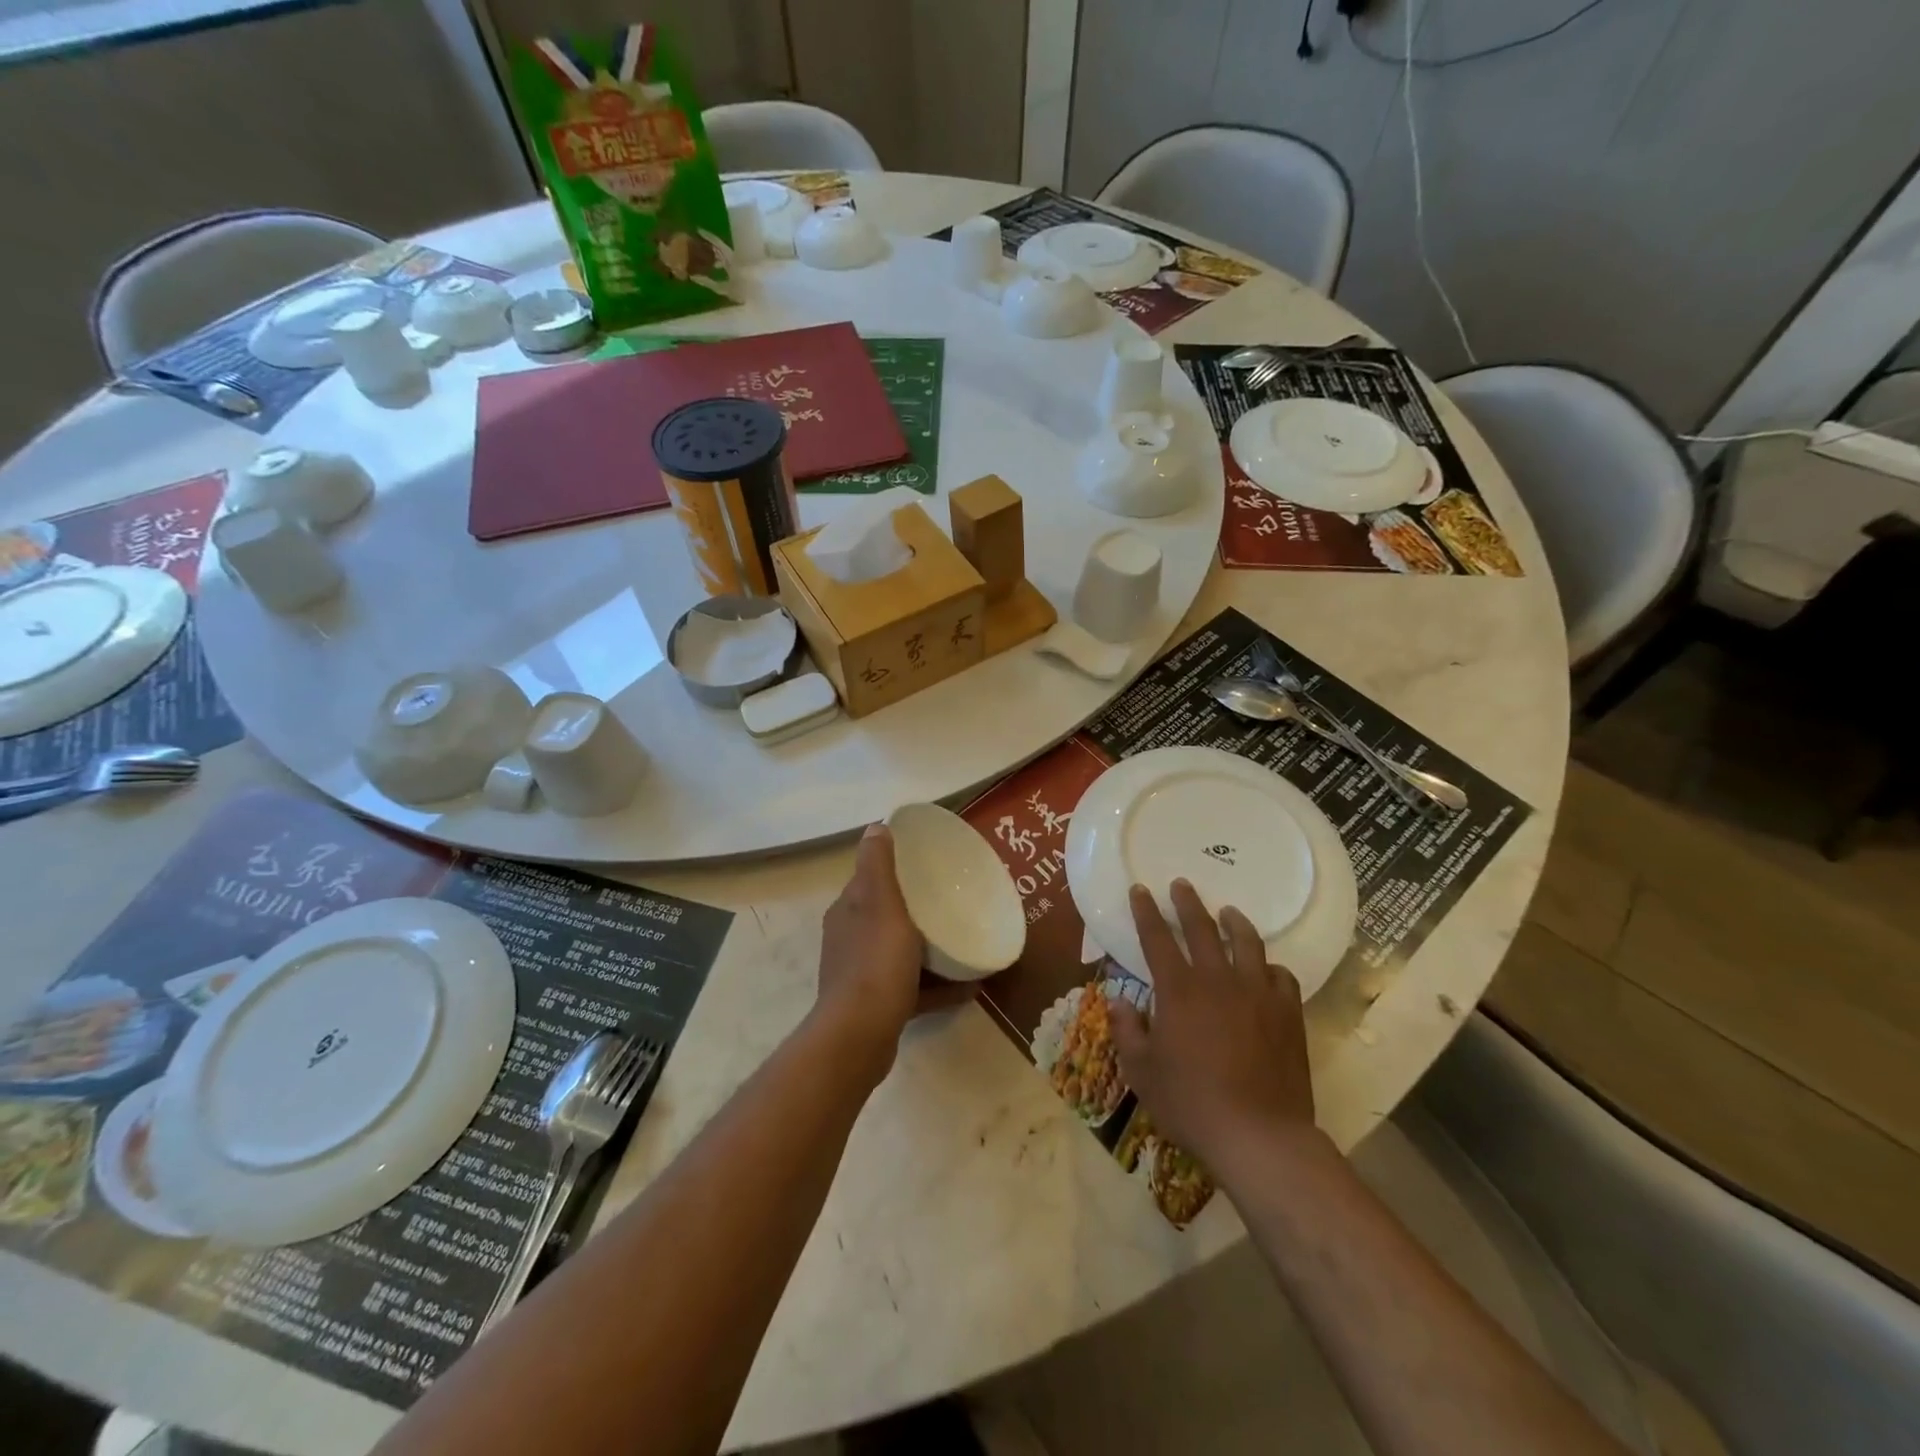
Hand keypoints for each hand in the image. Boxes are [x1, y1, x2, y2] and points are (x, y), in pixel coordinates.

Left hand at [814, 824, 971, 1080]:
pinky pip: (912, 987)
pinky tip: (969, 985)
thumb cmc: (875, 962)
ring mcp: (862, 975)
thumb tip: (875, 826)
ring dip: (930, 947)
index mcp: (848, 911)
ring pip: (900, 952)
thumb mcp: (880, 903)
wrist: (860, 1036)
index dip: (896, 869)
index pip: (870, 880)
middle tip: (953, 902)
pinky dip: (937, 985)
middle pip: (887, 915)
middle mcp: (850, 939)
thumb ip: (877, 865)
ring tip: (964, 940)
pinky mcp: (877, 1006)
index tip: (929, 865)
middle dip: (917, 908)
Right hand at [1111, 880, 1315, 1176]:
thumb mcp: (1142, 1072)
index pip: (1157, 938)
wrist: (1259, 1136)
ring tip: (1228, 912)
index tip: (1140, 890)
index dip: (1146, 912)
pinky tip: (1267, 970)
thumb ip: (1127, 1030)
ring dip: (1235, 923)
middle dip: (1188, 903)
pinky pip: (1282, 977)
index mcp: (1178, 990)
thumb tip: (1118, 1000)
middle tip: (1182, 884)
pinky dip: (1270, 967)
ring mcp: (1258, 995)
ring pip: (1248, 944)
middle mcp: (1218, 981)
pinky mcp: (1288, 1014)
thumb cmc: (1191, 1104)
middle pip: (1202, 929)